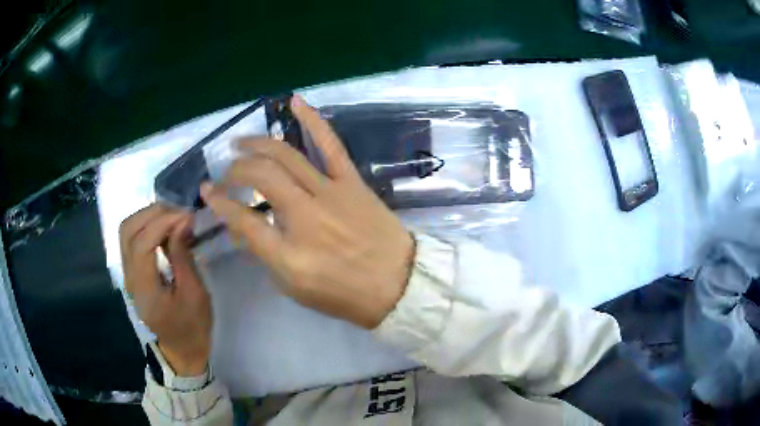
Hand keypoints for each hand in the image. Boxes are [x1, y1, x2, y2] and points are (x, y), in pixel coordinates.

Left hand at [120, 204, 211, 375]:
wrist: (181, 351)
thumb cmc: (192, 327)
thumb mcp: (195, 294)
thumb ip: (183, 256)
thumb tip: (182, 221)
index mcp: (144, 289)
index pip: (141, 244)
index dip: (162, 223)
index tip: (187, 215)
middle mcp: (129, 278)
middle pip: (127, 231)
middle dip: (152, 213)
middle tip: (178, 212)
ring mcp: (128, 274)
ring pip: (126, 232)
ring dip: (148, 217)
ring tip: (172, 217)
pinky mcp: (132, 273)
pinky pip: (132, 240)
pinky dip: (147, 227)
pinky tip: (165, 229)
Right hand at [200, 95, 413, 328]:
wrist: (398, 283)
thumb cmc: (344, 294)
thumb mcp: (295, 288)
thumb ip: (266, 255)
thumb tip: (243, 227)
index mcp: (288, 252)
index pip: (242, 219)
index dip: (219, 203)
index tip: (207, 192)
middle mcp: (305, 216)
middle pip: (261, 176)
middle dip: (236, 170)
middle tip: (227, 171)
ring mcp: (330, 193)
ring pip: (287, 155)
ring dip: (259, 144)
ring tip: (241, 142)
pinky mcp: (351, 181)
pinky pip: (329, 144)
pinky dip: (311, 120)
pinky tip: (295, 102)